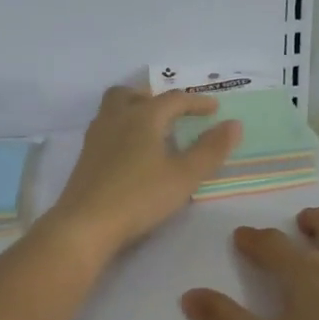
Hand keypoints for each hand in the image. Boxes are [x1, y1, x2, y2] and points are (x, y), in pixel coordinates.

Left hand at [46, 86, 240, 260]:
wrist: (85, 224)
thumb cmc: (140, 197)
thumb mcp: (184, 176)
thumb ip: (210, 149)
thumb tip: (233, 124)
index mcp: (143, 117)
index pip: (173, 100)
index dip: (197, 102)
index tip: (214, 109)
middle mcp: (116, 119)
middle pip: (131, 94)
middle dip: (153, 98)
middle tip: (171, 113)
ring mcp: (96, 138)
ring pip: (112, 110)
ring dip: (133, 111)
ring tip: (151, 131)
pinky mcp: (84, 159)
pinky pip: (105, 131)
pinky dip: (121, 131)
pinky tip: (130, 155)